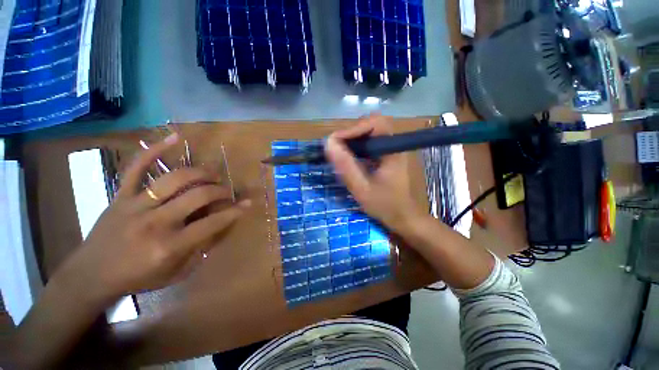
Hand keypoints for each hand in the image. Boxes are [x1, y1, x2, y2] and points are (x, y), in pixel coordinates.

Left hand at [63, 133, 250, 300]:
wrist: (91, 275)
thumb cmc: (138, 278)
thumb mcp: (177, 272)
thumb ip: (202, 248)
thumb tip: (221, 225)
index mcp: (170, 246)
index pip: (213, 223)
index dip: (235, 212)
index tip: (247, 203)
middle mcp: (156, 222)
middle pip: (198, 196)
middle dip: (221, 191)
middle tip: (227, 192)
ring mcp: (135, 205)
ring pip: (175, 179)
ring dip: (201, 173)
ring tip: (213, 173)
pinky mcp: (121, 195)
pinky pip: (137, 167)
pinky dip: (156, 149)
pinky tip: (176, 137)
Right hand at [325, 115, 424, 233]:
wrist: (402, 217)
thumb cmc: (384, 205)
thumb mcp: (362, 188)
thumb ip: (346, 167)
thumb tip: (329, 143)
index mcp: (392, 150)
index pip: (376, 123)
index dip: (354, 128)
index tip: (336, 142)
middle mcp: (393, 145)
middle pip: (372, 124)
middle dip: (352, 133)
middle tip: (337, 148)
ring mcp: (390, 150)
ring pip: (370, 133)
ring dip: (353, 139)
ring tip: (340, 153)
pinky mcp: (386, 156)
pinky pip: (370, 143)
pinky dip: (357, 146)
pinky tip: (350, 158)